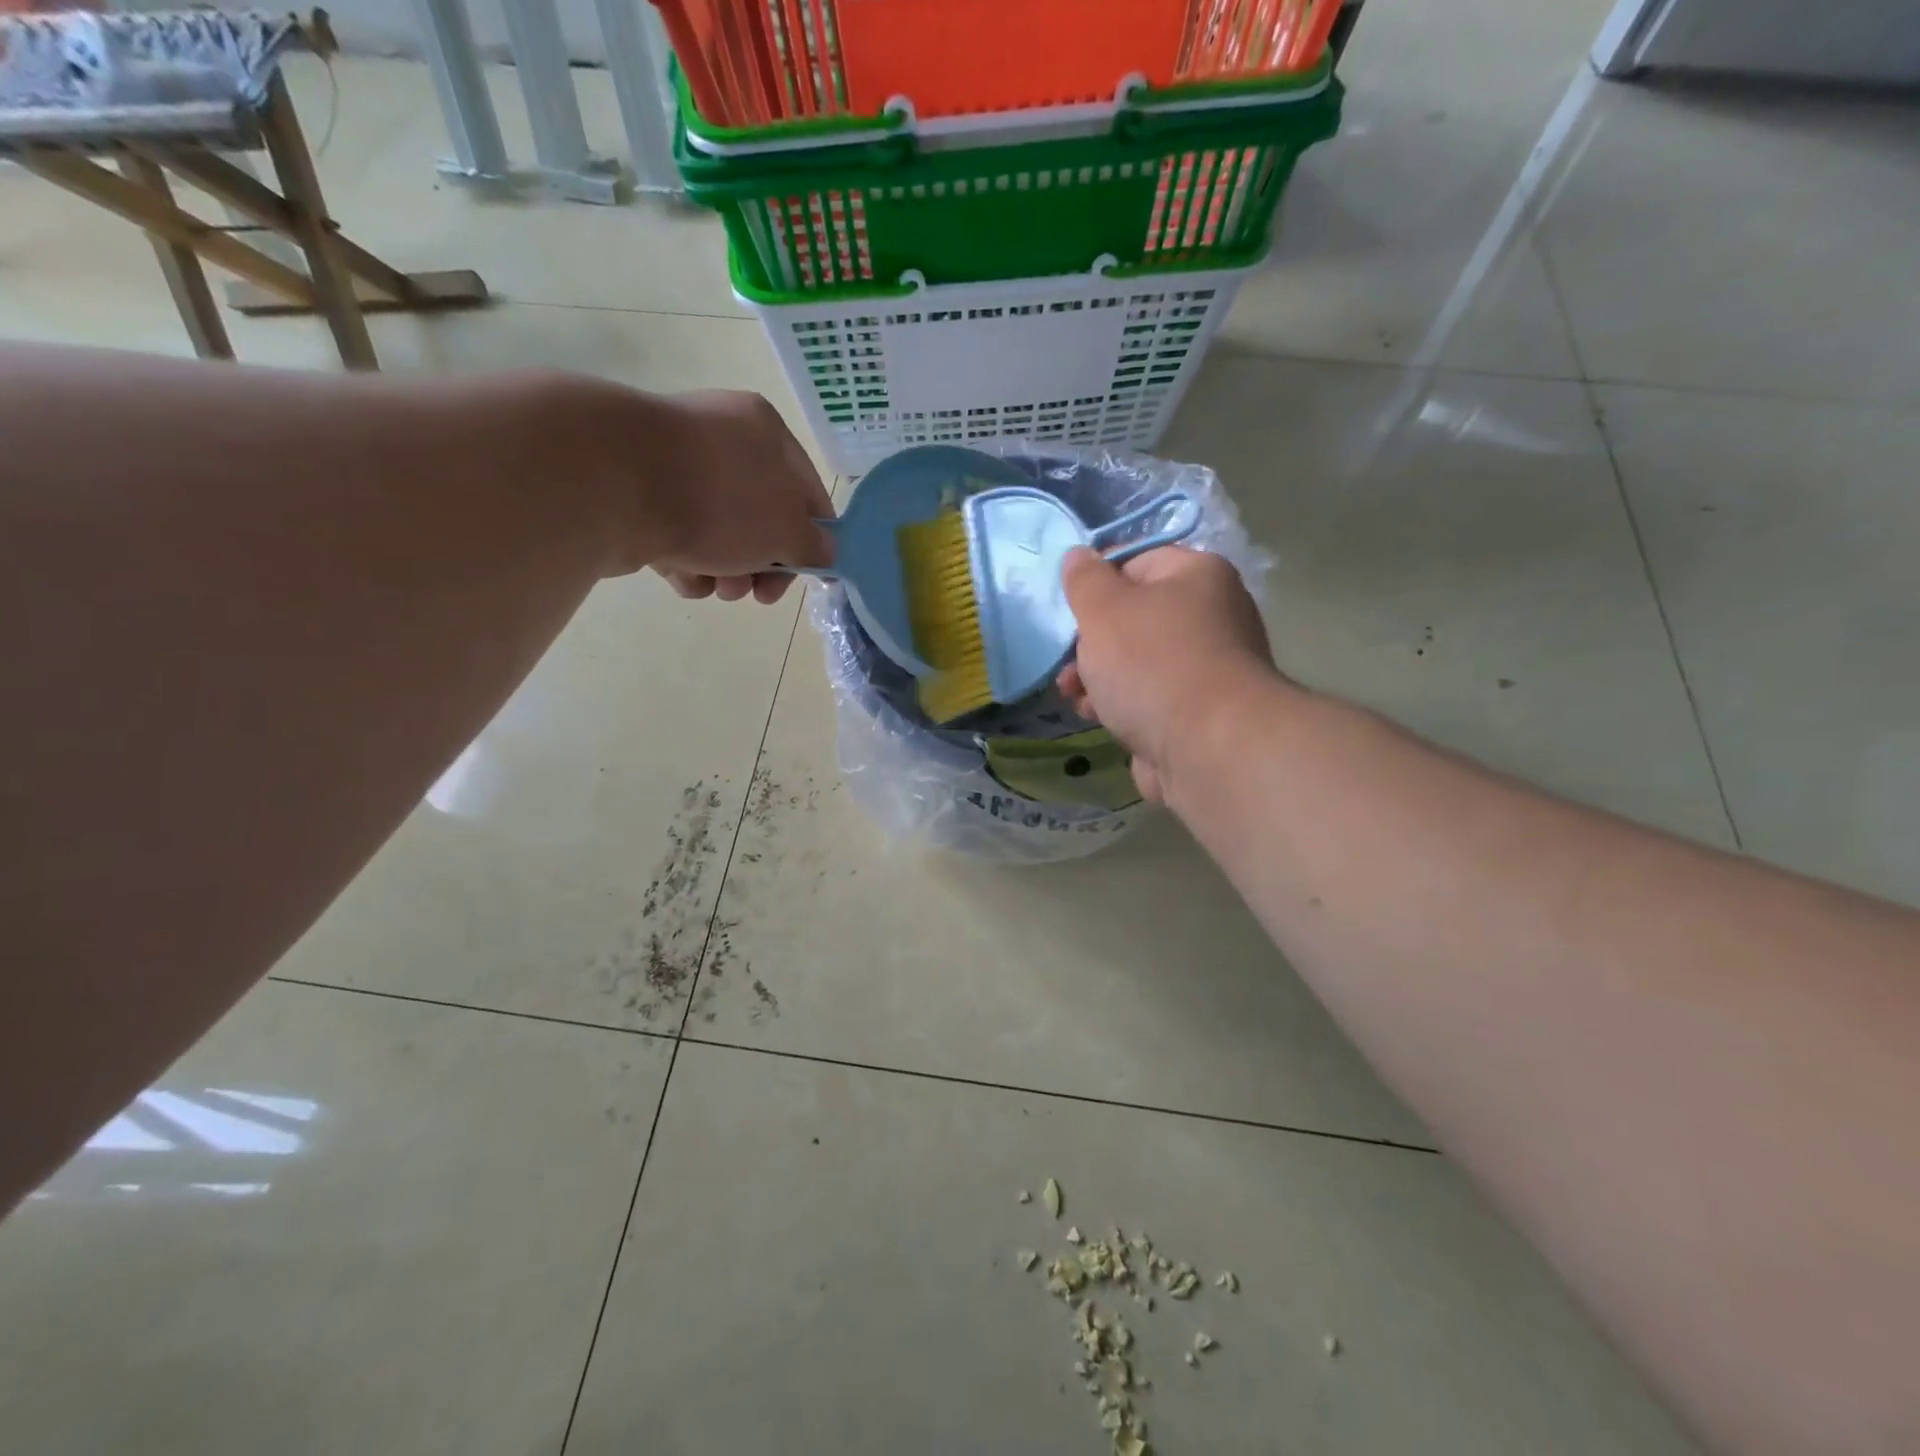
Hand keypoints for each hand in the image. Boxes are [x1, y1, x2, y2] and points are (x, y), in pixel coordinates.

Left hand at [560, 381, 833, 601]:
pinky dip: (684, 560)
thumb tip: (824, 552)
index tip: (809, 578)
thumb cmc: (718, 500)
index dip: (815, 540)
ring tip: (715, 588)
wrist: (610, 482)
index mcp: (765, 432)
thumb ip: (813, 545)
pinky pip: (677, 534)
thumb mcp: (785, 530)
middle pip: (760, 517)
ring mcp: (675, 462)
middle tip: (757, 594)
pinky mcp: (637, 490)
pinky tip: (679, 574)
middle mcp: (721, 437)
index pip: (807, 493)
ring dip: (726, 570)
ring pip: (719, 532)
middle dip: (763, 565)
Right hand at [1057, 546, 1281, 803]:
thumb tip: (1078, 554)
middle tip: (1067, 663)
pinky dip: (1122, 706)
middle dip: (1091, 643)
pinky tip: (1098, 719)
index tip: (1069, 611)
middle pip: (1134, 619)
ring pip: (1138, 664)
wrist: (1208, 748)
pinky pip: (1150, 699)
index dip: (1096, 585)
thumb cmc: (1152, 664)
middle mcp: (1212, 616)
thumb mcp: (1104, 610)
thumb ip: (1085, 580)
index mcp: (1197, 576)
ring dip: (1099, 679)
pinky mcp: (1200, 714)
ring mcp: (1208, 669)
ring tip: (1074, 697)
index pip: (1136, 563)